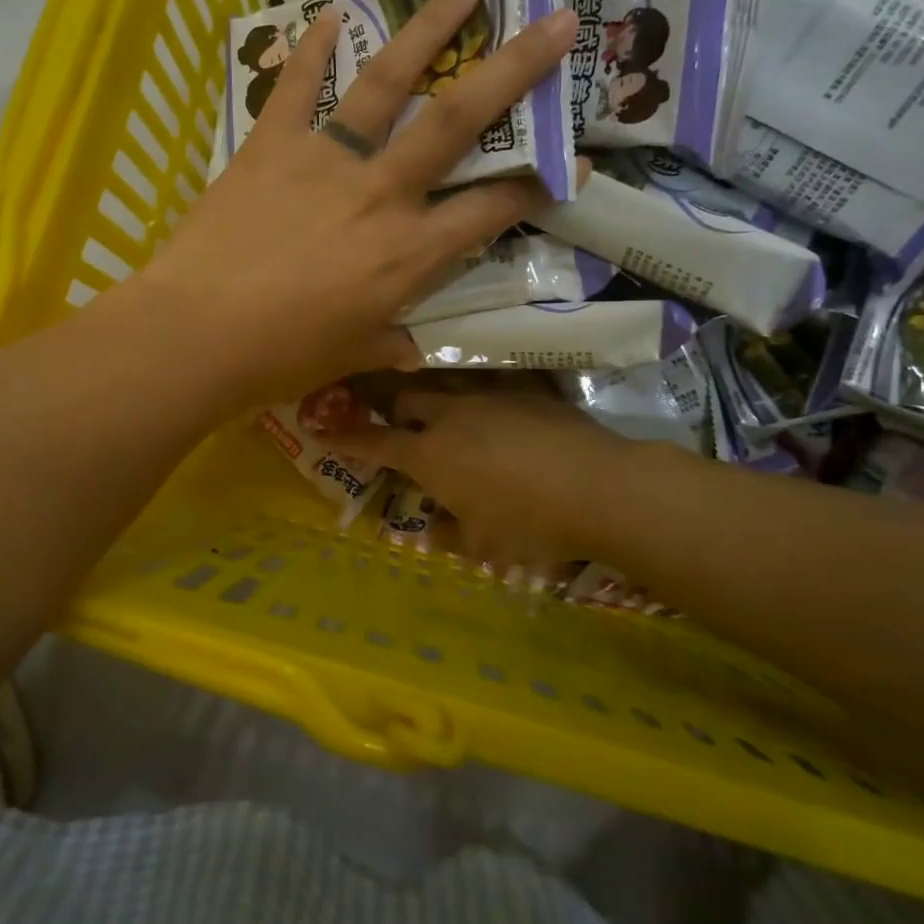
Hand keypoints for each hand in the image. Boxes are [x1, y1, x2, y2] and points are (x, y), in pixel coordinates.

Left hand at [132, 0, 576, 413]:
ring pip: (387, 83)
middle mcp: (381, 194)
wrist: (196, 334)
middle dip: (515, 69)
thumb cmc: (279, 358)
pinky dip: (311, 48)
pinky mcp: (271, 146)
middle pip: (458, 121)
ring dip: (428, 30)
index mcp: (408, 255)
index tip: (576, 161)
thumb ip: (386, 342)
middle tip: (557, 22)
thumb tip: (412, 350)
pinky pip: (295, 87)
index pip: (491, 211)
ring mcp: (326, 161)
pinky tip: (329, 12)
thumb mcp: (347, 357)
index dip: (540, 186)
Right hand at [328, 386, 632, 570]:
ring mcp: (489, 396)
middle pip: (405, 396)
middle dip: (390, 403)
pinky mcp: (526, 387)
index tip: (325, 429)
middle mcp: (451, 416)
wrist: (597, 487)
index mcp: (430, 456)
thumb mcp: (483, 546)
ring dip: (433, 387)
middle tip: (392, 415)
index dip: (348, 438)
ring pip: (446, 378)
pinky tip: (492, 389)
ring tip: (436, 395)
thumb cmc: (530, 525)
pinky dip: (483, 384)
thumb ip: (448, 535)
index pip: (375, 442)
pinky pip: (494, 376)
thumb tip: (430, 529)